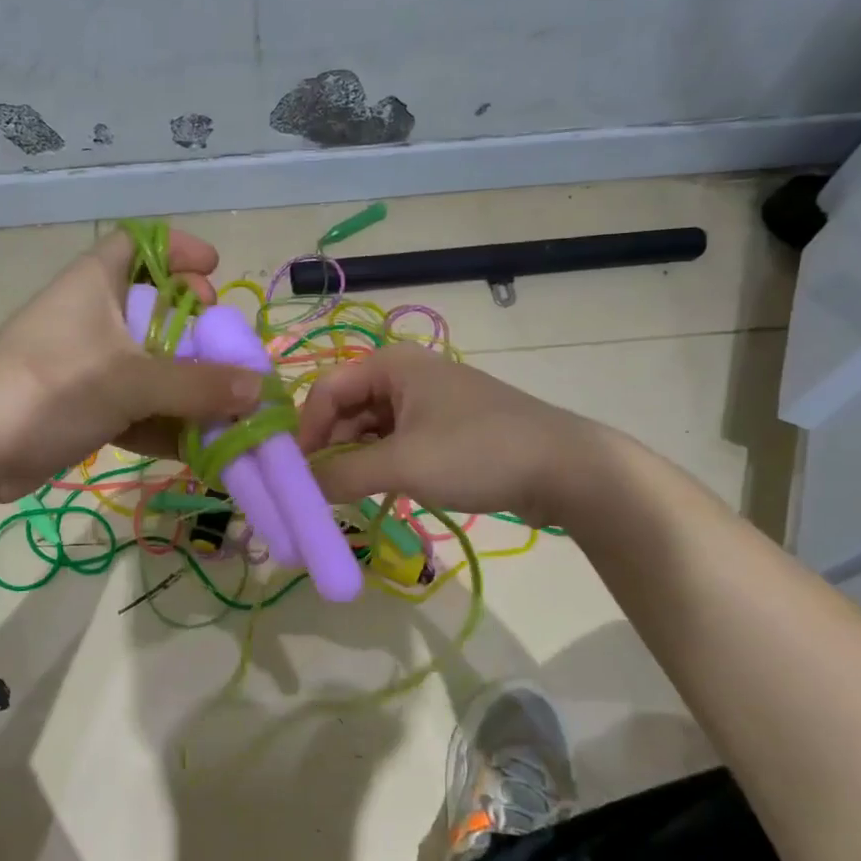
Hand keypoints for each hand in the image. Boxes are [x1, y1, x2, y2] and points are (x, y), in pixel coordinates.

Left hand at [0, 229, 263, 502]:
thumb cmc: (52, 388)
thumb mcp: (130, 381)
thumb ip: (197, 385)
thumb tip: (259, 389)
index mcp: (96, 284)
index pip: (138, 243)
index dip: (178, 249)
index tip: (214, 271)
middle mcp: (92, 316)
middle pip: (154, 307)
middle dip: (196, 328)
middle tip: (224, 347)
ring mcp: (86, 364)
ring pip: (148, 363)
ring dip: (186, 385)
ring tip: (228, 405)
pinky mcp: (81, 406)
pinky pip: (134, 406)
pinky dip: (163, 421)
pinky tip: (198, 445)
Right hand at [296, 345, 598, 525]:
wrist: (565, 469)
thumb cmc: (476, 452)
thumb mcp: (402, 464)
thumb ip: (342, 474)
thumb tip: (299, 488)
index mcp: (392, 365)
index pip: (326, 390)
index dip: (305, 430)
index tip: (295, 473)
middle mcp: (407, 375)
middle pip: (347, 408)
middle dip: (329, 446)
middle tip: (317, 490)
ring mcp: (429, 402)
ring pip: (371, 428)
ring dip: (354, 459)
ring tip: (345, 495)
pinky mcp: (447, 428)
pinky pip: (397, 441)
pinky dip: (380, 464)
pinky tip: (377, 491)